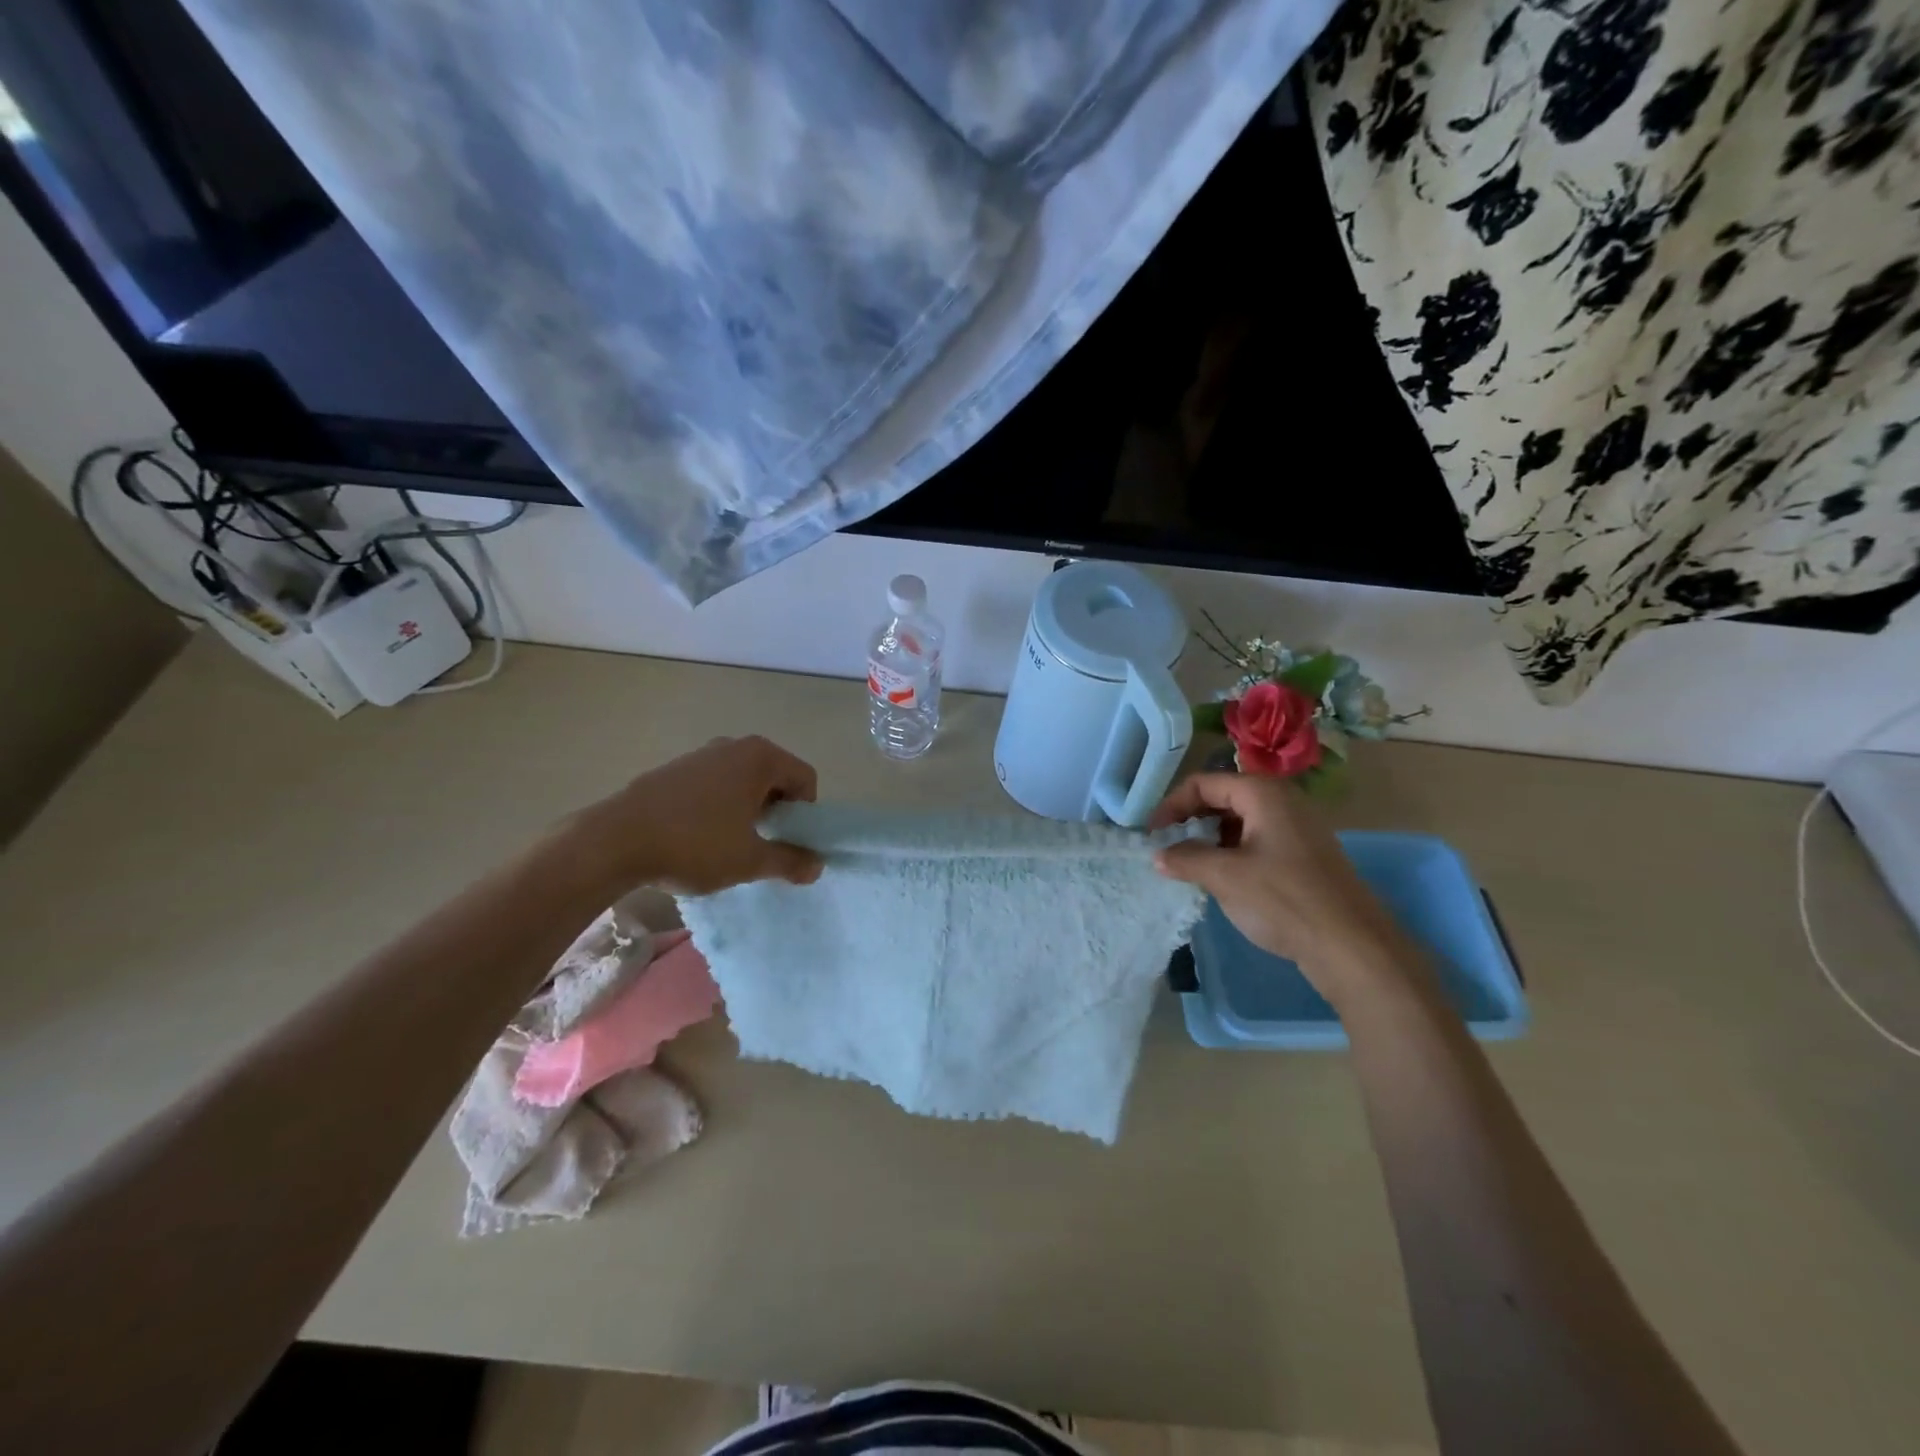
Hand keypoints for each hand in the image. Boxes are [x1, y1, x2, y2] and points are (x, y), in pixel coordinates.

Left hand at [569, 736, 824, 896]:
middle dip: (776, 811)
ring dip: (747, 809)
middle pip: (775, 776)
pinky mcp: (674, 769)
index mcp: (760, 758)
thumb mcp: (750, 860)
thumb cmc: (695, 845)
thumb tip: (817, 867)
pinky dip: (719, 806)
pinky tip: (698, 836)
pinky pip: (714, 784)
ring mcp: (700, 754)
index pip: (805, 779)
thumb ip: (789, 861)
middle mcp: (733, 746)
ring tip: (728, 843)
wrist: (614, 841)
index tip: (786, 841)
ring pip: (743, 781)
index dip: (805, 814)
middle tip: (761, 844)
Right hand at [1150, 773, 1421, 1006]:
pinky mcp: (1305, 855)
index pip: (1203, 783)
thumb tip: (1159, 855)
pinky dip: (1232, 853)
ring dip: (1210, 839)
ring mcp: (1297, 828)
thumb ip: (1185, 859)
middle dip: (1190, 820)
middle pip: (1222, 797)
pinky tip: (1222, 880)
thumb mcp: (1224, 877)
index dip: (1171, 805)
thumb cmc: (1284, 900)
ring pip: (1240, 821)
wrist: (1352, 946)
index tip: (1152, 834)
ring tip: (1190, 866)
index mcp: (1263, 793)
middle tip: (1167, 848)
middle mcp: (1282, 801)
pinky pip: (1257, 841)